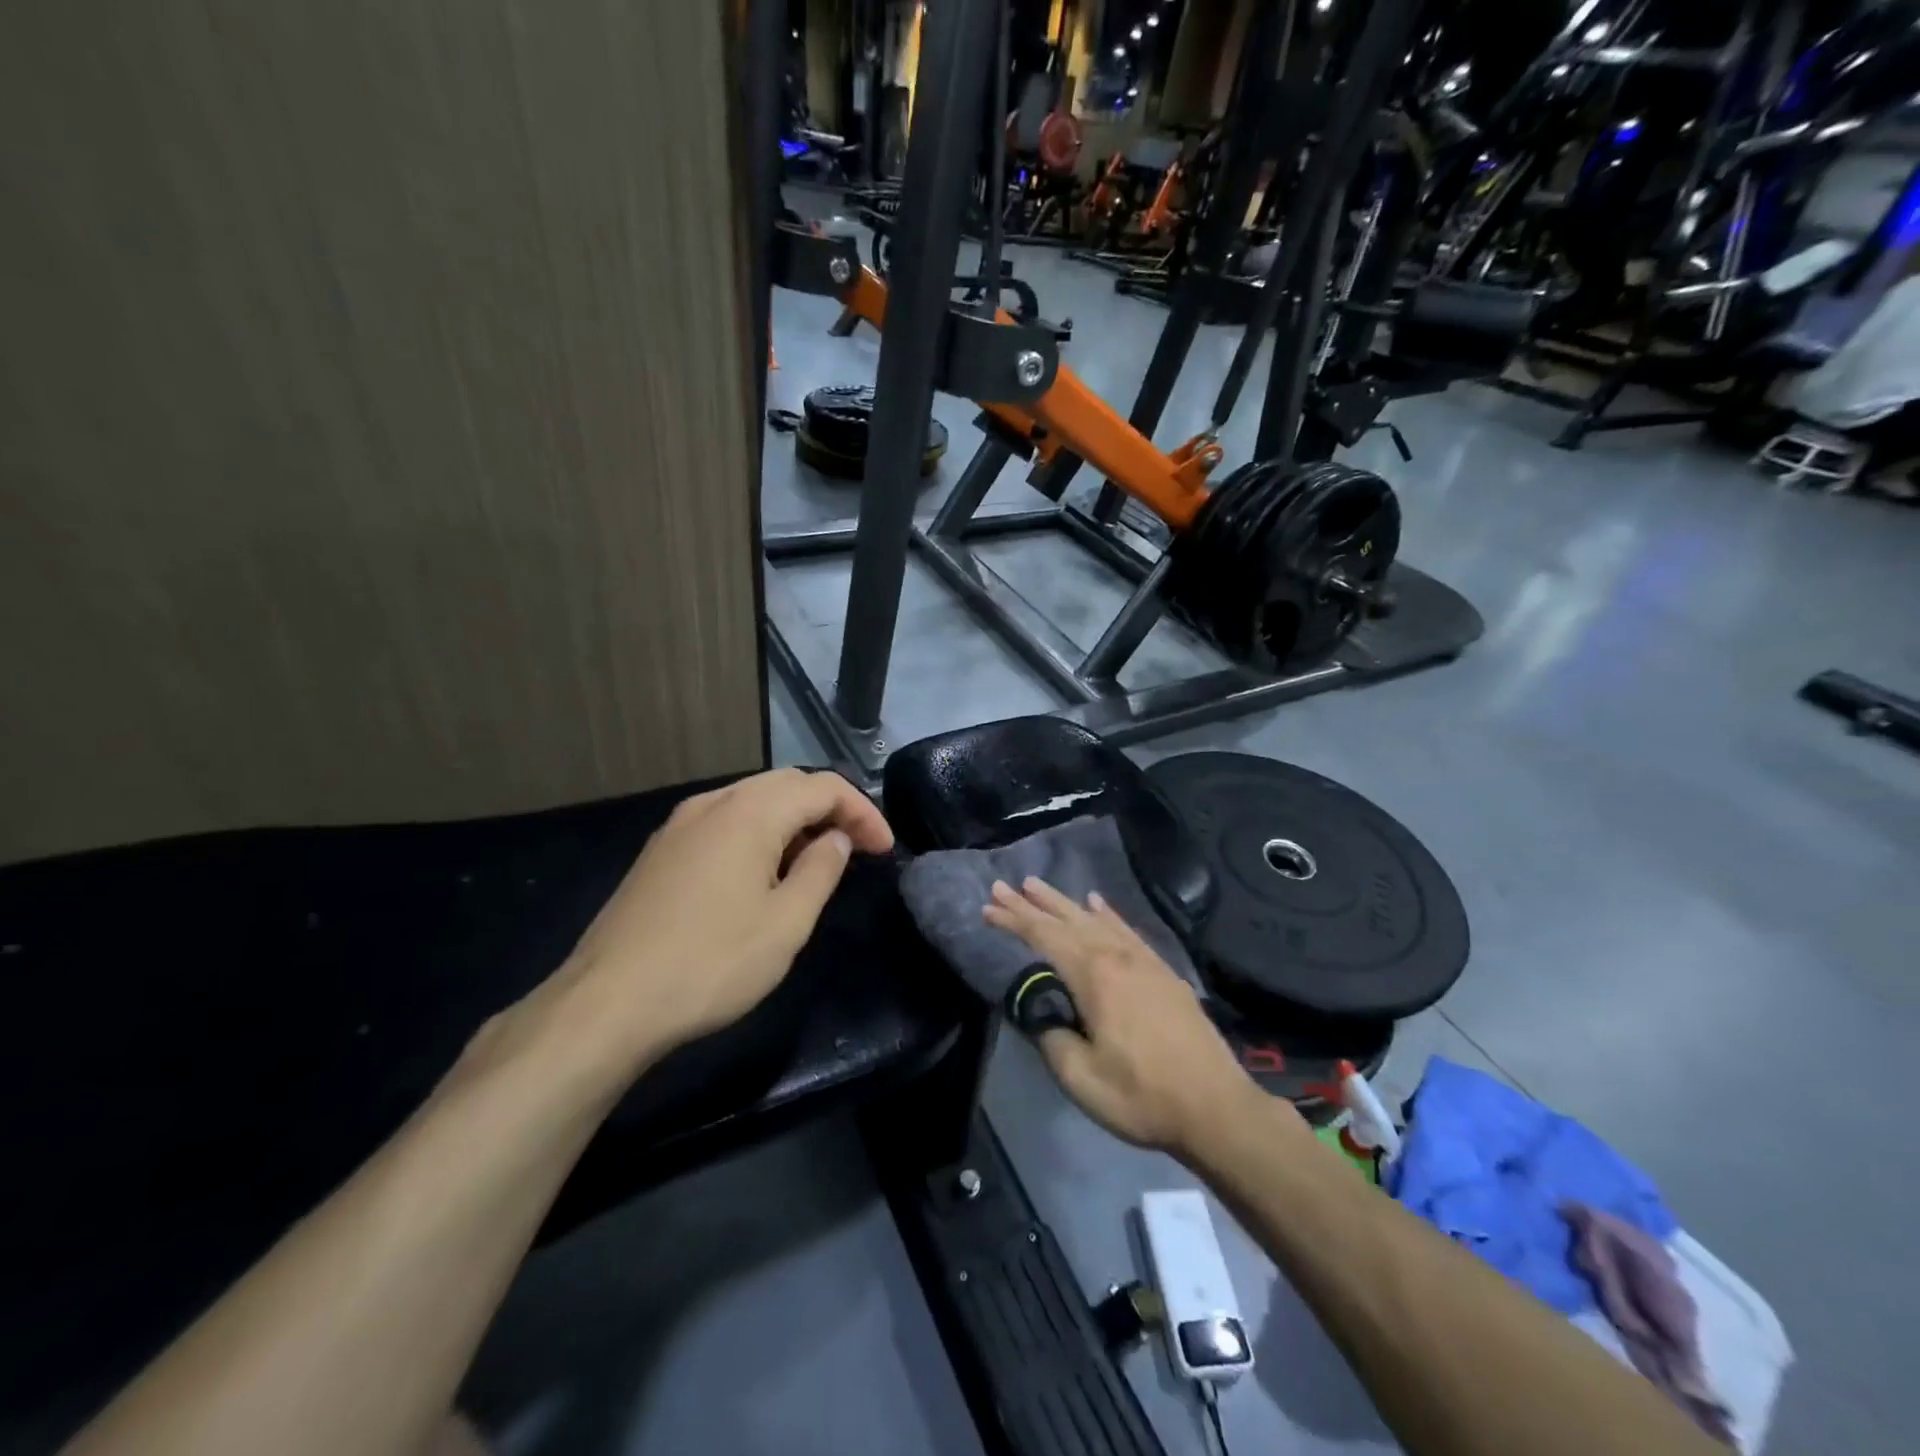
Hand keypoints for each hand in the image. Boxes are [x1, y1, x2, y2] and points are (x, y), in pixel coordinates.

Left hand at [527, 769, 893, 1078]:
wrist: (605, 1004)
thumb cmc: (710, 963)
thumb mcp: (786, 924)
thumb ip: (820, 871)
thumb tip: (835, 839)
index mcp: (750, 812)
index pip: (823, 788)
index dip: (863, 812)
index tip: (884, 849)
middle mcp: (713, 803)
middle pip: (787, 784)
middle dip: (830, 809)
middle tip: (857, 849)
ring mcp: (680, 825)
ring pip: (753, 800)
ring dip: (794, 820)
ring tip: (816, 861)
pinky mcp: (661, 851)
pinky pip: (724, 821)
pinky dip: (760, 832)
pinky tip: (764, 872)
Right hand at [983, 878, 1273, 1157]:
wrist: (1216, 1107)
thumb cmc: (1142, 1095)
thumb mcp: (1081, 1078)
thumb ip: (1052, 1038)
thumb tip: (1040, 1013)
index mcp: (1094, 976)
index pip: (1044, 937)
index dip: (1014, 920)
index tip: (988, 907)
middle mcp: (1117, 956)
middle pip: (1067, 920)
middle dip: (1032, 903)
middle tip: (1004, 885)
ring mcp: (1144, 961)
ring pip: (1095, 919)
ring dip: (1064, 902)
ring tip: (1038, 885)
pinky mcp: (1163, 972)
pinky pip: (1126, 930)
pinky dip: (1107, 914)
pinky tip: (1097, 903)